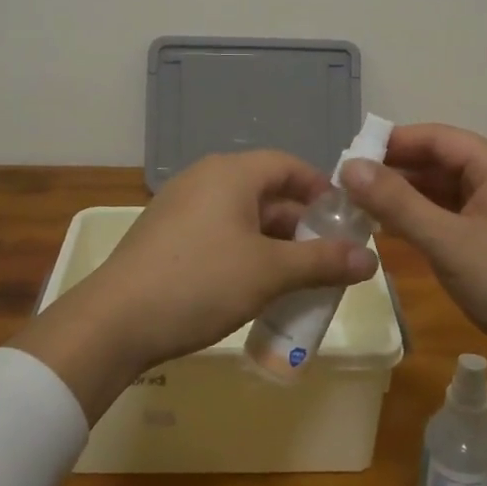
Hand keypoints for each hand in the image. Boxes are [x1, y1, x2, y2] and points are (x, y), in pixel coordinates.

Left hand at [11, 151, 377, 420]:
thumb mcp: (270, 272)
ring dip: (274, 243)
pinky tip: (254, 287)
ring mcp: (181, 206)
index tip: (345, 221)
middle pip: (266, 191)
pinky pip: (218, 232)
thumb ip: (322, 262)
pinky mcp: (165, 234)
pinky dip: (245, 252)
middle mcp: (205, 178)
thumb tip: (371, 260)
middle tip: (327, 258)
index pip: (288, 165)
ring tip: (297, 278)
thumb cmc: (201, 282)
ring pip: (242, 215)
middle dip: (301, 224)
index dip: (321, 189)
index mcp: (231, 173)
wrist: (115, 320)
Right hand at [340, 124, 486, 373]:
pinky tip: (396, 229)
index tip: (350, 156)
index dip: (392, 142)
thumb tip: (349, 166)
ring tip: (363, 206)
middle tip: (349, 185)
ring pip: (446, 188)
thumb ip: (396, 203)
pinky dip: (425, 216)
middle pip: (440, 160)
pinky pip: (455, 212)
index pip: (435, 137)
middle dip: (395, 169)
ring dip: (407, 194)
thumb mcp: (447, 242)